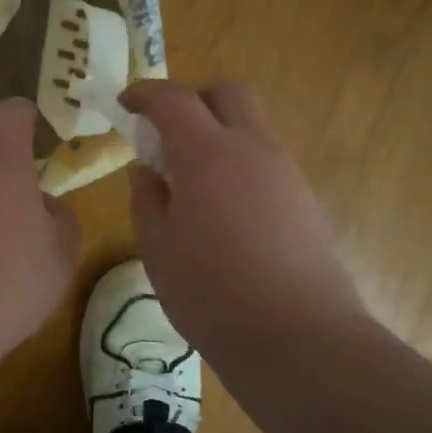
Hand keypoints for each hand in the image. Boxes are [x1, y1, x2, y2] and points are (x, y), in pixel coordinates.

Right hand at [119, 80, 364, 349]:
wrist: (299, 339)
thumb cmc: (211, 292)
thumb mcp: (157, 247)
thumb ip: (146, 199)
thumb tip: (146, 171)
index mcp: (206, 153)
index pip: (173, 98)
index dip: (145, 92)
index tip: (126, 103)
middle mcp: (251, 148)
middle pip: (227, 93)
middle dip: (193, 99)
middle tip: (168, 133)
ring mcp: (285, 172)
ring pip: (251, 126)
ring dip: (219, 134)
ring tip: (193, 182)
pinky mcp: (305, 200)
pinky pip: (267, 160)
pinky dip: (240, 164)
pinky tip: (226, 212)